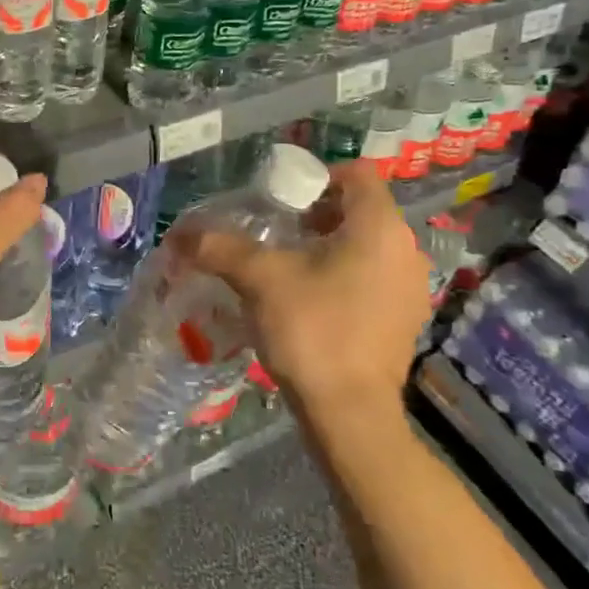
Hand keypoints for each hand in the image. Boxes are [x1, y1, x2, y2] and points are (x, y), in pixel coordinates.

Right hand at [180, 161, 430, 425]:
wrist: (350, 413)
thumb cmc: (312, 330)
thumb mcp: (259, 280)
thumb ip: (218, 248)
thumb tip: (178, 234)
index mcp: (380, 228)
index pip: (358, 174)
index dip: (317, 177)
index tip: (281, 199)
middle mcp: (406, 250)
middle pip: (361, 210)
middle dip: (317, 214)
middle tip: (277, 231)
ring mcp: (410, 288)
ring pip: (368, 246)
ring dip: (330, 246)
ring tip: (288, 266)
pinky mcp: (404, 319)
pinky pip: (374, 277)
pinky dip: (344, 276)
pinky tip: (310, 300)